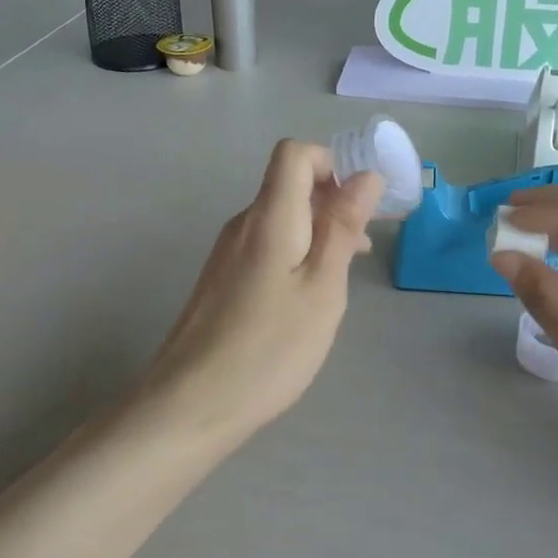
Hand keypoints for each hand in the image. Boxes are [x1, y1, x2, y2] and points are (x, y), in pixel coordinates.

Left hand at [138, 140, 382, 440]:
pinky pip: (265, 247)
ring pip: (279, 220)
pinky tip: (306, 299)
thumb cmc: (269, 347)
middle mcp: (241, 225)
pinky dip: (295, 256)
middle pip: (288, 186)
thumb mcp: (322, 288)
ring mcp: (225, 254)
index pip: (294, 153)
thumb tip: (366, 175)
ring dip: (317, 234)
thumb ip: (342, 227)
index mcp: (268, 217)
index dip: (331, 165)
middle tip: (362, 250)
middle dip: (332, 204)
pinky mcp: (220, 280)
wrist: (191, 404)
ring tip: (342, 278)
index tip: (358, 207)